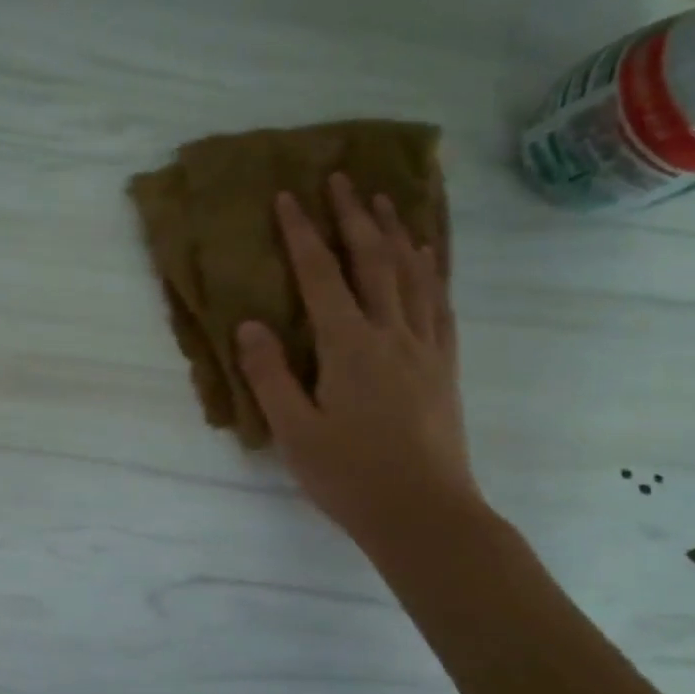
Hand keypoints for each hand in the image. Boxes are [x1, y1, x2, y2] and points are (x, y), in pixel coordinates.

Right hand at [236, 176, 481, 551]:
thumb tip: (249, 325)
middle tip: (340, 179)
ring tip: (385, 201)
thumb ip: (270, 375)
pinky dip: (432, 271)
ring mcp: (425, 347)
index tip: (287, 198)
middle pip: (374, 261)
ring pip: (414, 274)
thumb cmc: (349, 476)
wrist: (424, 514)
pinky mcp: (445, 365)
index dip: (301, 234)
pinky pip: (440, 304)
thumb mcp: (294, 431)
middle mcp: (391, 334)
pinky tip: (428, 258)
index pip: (321, 276)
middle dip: (353, 217)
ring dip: (397, 233)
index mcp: (349, 347)